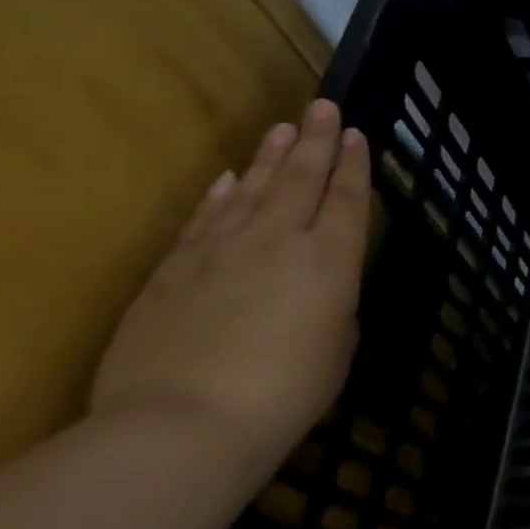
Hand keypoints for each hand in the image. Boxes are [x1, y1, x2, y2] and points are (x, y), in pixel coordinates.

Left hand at [90, 100, 370, 467]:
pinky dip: (219, 194)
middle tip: (322, 105)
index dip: (354, 164)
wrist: (183, 423)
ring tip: (281, 128)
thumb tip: (315, 290)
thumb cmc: (287, 391)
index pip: (348, 199)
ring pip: (251, 189)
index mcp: (331, 260)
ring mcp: (221, 250)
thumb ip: (332, 306)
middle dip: (314, 140)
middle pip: (300, 178)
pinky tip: (227, 177)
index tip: (356, 132)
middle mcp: (280, 241)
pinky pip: (204, 219)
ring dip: (268, 156)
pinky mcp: (173, 270)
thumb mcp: (338, 346)